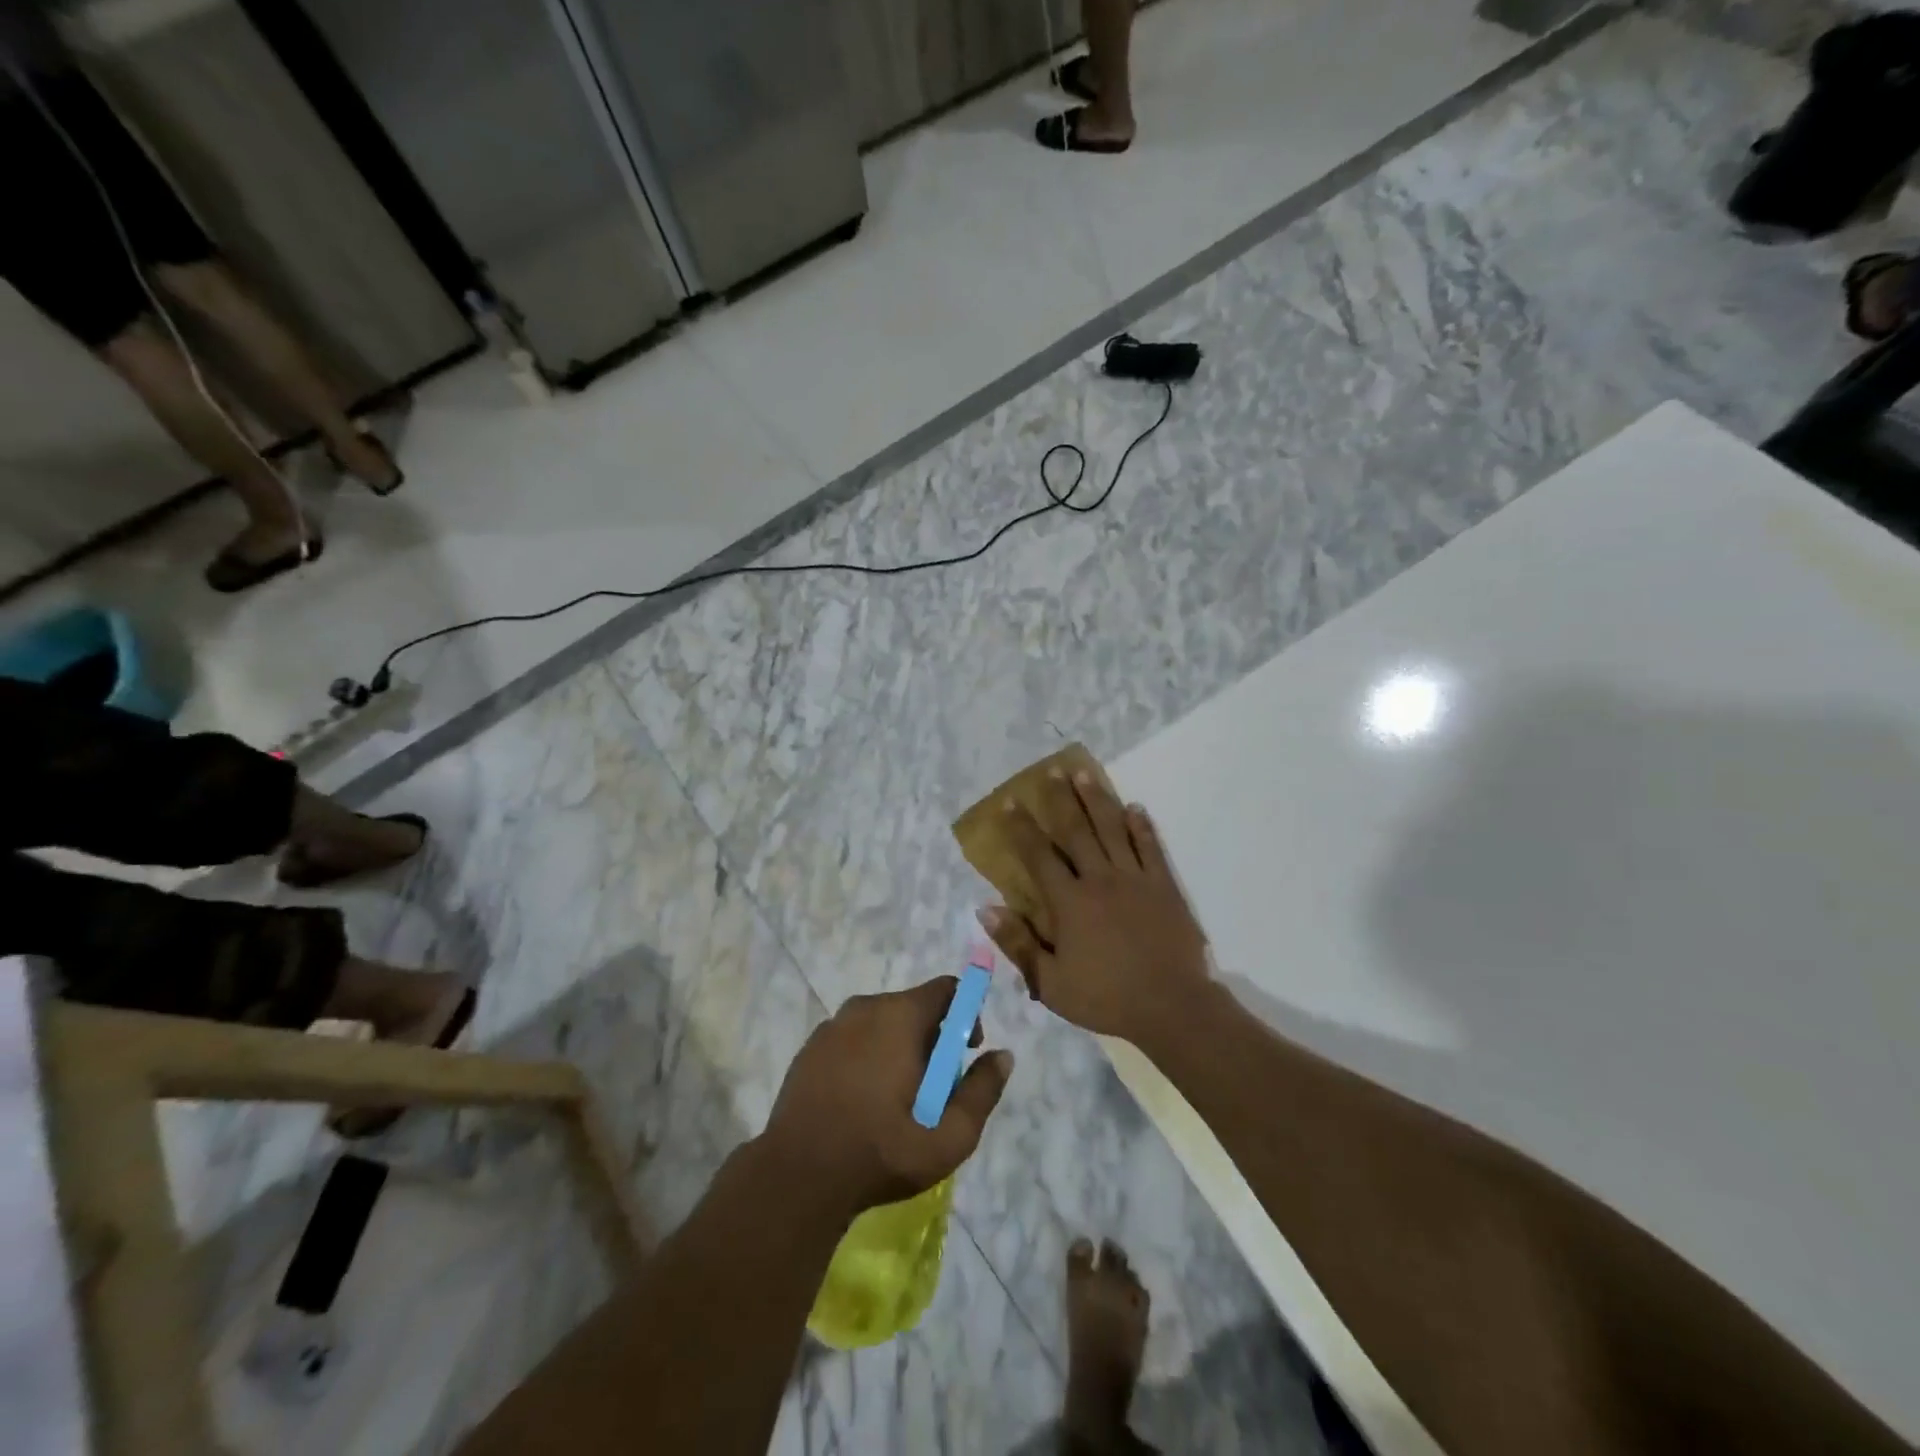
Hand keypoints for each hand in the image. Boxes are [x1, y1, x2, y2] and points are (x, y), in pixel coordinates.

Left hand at [761, 979, 1013, 1218]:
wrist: (796, 1177)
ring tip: (896, 1100)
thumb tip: (1004, 1055)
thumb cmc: (879, 1152)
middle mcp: (865, 1007)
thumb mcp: (948, 1137)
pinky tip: (862, 1102)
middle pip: (913, 1006)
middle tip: (933, 1088)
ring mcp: (832, 1026)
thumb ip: (982, 1092)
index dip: (966, 1013)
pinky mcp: (809, 1047)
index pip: (946, 988)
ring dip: (898, 1048)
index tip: (965, 1052)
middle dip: (932, 1038)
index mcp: (899, 1016)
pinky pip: (852, 1038)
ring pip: (881, 1023)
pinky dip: (866, 1057)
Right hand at [983, 768, 1210, 1044]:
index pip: (1039, 856)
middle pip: (1076, 831)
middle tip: (1050, 771)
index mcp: (1070, 902)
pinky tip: (1134, 808)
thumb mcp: (1050, 983)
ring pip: (1112, 830)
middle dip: (1060, 800)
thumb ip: (1018, 943)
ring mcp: (1135, 879)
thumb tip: (986, 908)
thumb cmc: (1106, 998)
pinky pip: (1151, 848)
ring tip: (1084, 774)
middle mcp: (1100, 880)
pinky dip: (1142, 826)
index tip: (1009, 803)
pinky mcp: (1164, 886)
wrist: (1172, 1007)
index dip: (1021, 828)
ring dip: (1096, 800)